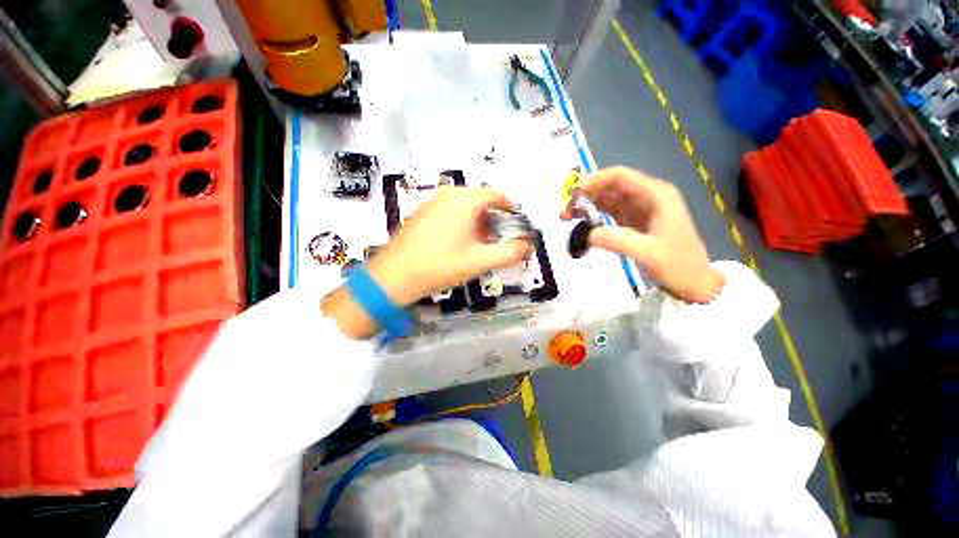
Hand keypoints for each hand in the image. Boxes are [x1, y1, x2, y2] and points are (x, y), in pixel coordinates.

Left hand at [324, 187, 531, 337]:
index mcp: (465, 200)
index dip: (510, 209)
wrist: (395, 275)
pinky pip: (449, 210)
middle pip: (481, 200)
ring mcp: (432, 201)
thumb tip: (528, 246)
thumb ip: (510, 253)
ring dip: (477, 222)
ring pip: (464, 206)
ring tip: (477, 245)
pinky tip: (456, 243)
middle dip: (493, 219)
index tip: (515, 225)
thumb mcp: (480, 261)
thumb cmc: (442, 265)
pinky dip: (460, 222)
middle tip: (495, 241)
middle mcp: (448, 194)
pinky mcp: (421, 212)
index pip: (497, 194)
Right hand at [561, 167, 723, 302]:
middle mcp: (648, 196)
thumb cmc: (678, 265)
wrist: (695, 283)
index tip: (572, 194)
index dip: (594, 181)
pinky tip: (582, 221)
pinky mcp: (635, 222)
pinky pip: (610, 212)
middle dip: (587, 194)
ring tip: (568, 216)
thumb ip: (617, 240)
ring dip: (588, 204)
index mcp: (656, 194)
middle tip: (565, 210)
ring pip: (609, 198)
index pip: (620, 177)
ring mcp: (641, 209)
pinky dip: (595, 214)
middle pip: (611, 186)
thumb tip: (587, 234)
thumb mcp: (648, 253)